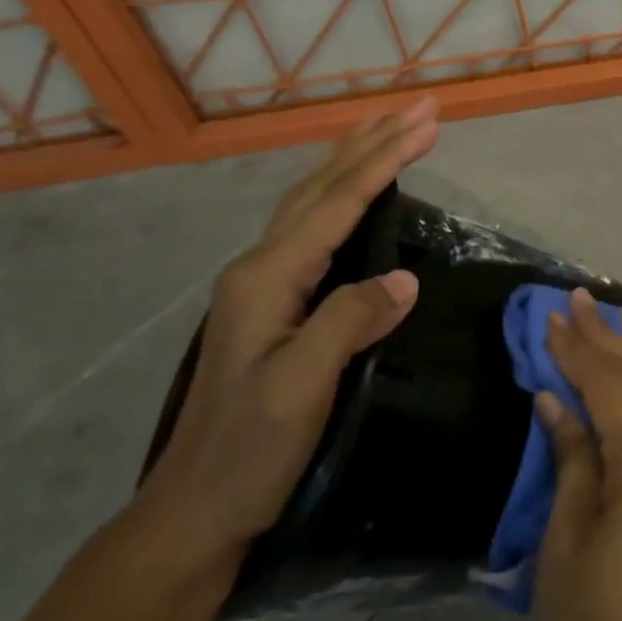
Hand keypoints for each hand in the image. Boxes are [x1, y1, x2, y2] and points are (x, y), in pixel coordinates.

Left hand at [134, 98, 438, 572]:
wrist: (194, 512)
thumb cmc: (248, 452)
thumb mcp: (301, 389)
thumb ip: (349, 322)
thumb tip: (406, 279)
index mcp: (268, 277)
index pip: (337, 203)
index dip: (385, 160)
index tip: (428, 124)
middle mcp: (260, 267)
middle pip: (321, 187)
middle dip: (373, 142)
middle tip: (419, 108)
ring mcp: (263, 283)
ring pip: (313, 201)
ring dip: (355, 159)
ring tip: (388, 129)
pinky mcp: (274, 302)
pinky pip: (314, 227)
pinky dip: (342, 194)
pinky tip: (354, 194)